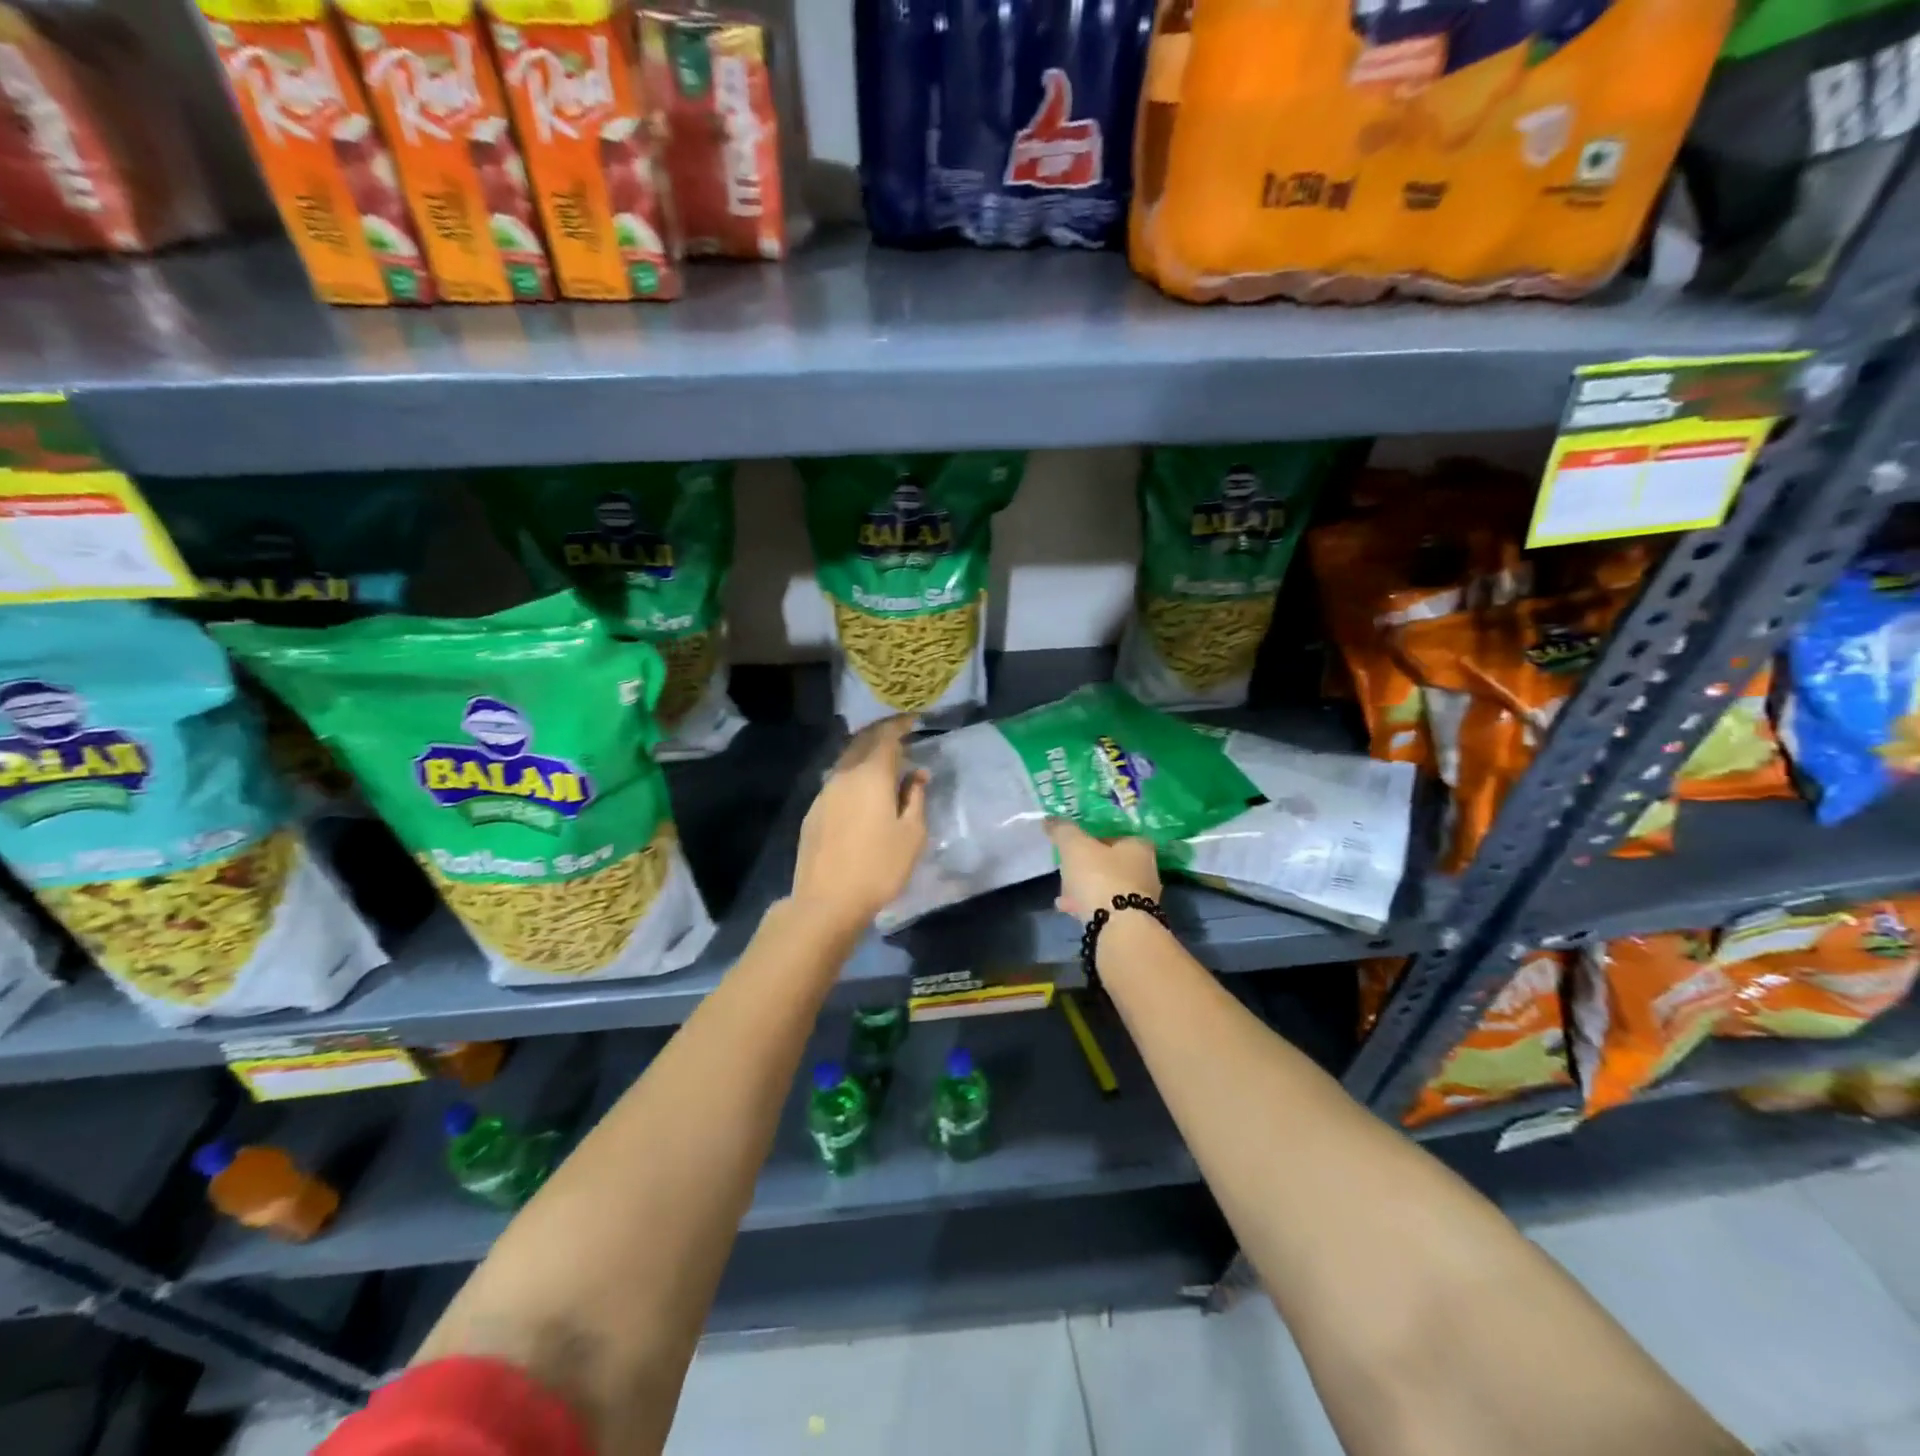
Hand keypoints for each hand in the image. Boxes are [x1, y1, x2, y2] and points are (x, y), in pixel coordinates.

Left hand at [790, 716, 927, 933]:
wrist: (826, 901)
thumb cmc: (879, 867)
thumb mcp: (912, 835)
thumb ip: (915, 798)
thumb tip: (916, 775)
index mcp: (871, 775)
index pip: (886, 737)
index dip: (900, 725)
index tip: (913, 719)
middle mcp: (844, 776)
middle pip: (862, 742)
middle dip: (881, 733)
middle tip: (899, 733)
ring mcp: (824, 793)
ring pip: (846, 761)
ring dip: (865, 753)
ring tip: (883, 761)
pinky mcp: (814, 812)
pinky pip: (837, 781)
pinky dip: (853, 774)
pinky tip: (861, 789)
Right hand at [1046, 819, 1160, 923]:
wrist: (1119, 929)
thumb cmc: (1101, 878)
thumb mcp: (1075, 847)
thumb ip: (1063, 830)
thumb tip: (1050, 819)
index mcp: (1139, 847)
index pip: (1116, 835)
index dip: (1094, 839)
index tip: (1075, 846)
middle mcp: (1147, 871)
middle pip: (1112, 864)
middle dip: (1088, 867)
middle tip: (1067, 870)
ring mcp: (1143, 900)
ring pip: (1109, 888)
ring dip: (1087, 889)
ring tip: (1063, 894)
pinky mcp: (1133, 922)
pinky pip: (1107, 909)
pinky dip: (1089, 907)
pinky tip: (1069, 910)